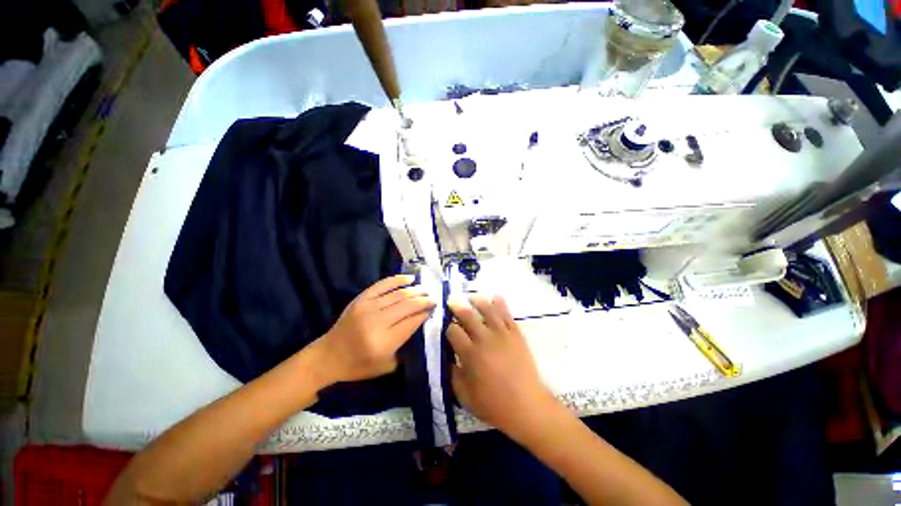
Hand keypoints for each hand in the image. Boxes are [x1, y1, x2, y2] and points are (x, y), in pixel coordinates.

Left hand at [312, 275, 435, 385]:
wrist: (328, 356)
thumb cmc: (358, 366)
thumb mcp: (387, 366)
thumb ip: (406, 348)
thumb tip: (421, 325)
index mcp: (384, 342)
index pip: (412, 322)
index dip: (426, 313)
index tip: (435, 309)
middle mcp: (377, 322)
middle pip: (408, 305)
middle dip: (424, 300)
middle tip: (435, 297)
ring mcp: (368, 307)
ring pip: (398, 294)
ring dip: (415, 290)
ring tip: (426, 289)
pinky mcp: (361, 299)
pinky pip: (383, 285)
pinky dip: (397, 280)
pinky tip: (409, 279)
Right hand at [447, 295, 557, 439]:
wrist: (527, 407)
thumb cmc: (493, 404)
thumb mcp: (464, 395)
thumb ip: (451, 373)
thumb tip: (446, 356)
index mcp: (470, 354)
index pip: (453, 331)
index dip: (447, 327)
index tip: (446, 328)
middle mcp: (485, 339)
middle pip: (467, 315)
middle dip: (456, 306)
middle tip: (451, 301)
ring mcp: (502, 334)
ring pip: (487, 309)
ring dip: (476, 300)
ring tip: (470, 296)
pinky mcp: (516, 333)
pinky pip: (507, 313)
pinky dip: (500, 303)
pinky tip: (494, 296)